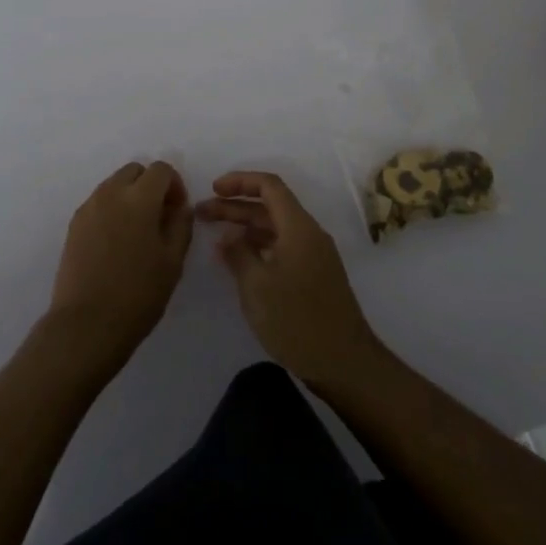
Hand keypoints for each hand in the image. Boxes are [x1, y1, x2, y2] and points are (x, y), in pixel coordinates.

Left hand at [46, 161, 193, 371]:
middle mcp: (110, 193)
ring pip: (114, 184)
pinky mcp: (74, 225)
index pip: (161, 170)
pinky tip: (117, 242)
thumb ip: (181, 225)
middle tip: (159, 217)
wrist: (87, 324)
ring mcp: (88, 208)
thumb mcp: (172, 261)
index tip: (178, 211)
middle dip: (151, 185)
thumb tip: (180, 207)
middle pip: (134, 171)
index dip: (175, 185)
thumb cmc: (138, 294)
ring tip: (138, 232)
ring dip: (130, 196)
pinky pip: (99, 203)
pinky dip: (112, 209)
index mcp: (139, 198)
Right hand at [195, 172, 385, 388]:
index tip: (213, 189)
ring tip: (215, 237)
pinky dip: (259, 247)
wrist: (343, 363)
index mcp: (299, 227)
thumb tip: (228, 237)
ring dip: (245, 227)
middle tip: (201, 214)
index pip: (269, 186)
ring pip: (275, 228)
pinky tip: (239, 261)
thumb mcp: (257, 286)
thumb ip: (238, 254)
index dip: (240, 181)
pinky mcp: (314, 276)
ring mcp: (314, 255)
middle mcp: (309, 234)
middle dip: (235, 206)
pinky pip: (282, 247)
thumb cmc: (296, 319)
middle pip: (270, 207)